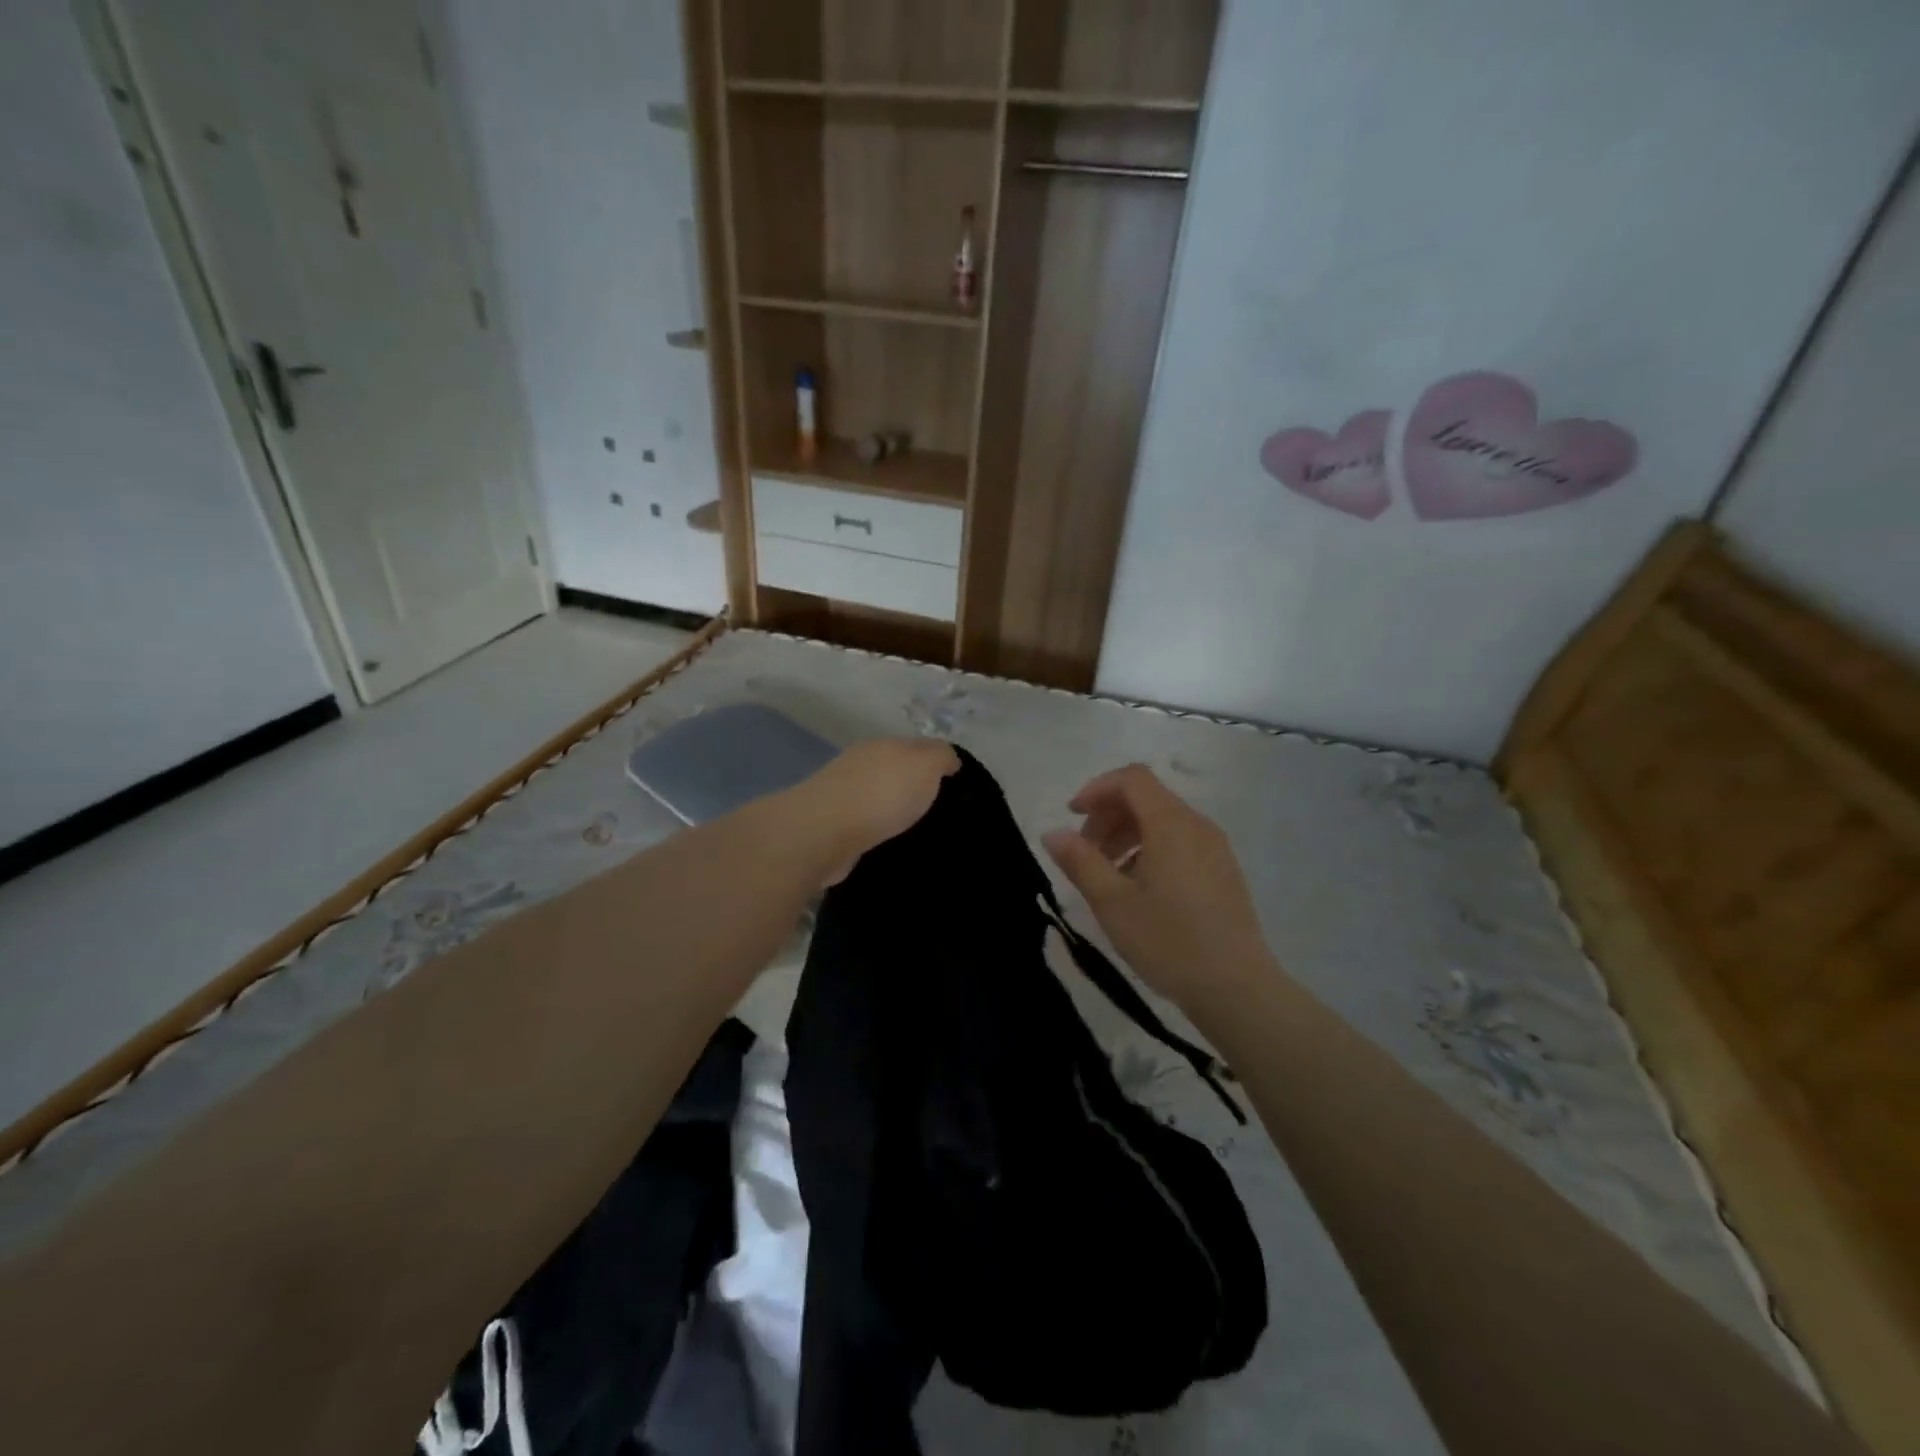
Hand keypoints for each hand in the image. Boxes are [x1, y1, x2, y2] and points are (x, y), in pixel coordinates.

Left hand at [778, 737, 959, 885]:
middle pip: (894, 770)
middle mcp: (861, 764)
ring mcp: (842, 794)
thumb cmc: (883, 793)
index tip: (956, 786)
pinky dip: (877, 830)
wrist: (825, 831)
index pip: (917, 747)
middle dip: (913, 786)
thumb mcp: (925, 765)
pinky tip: (889, 843)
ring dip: (893, 810)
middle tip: (939, 810)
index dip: (938, 763)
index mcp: (884, 745)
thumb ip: (941, 757)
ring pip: (877, 797)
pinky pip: (864, 824)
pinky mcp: (832, 826)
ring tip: (916, 831)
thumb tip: (950, 760)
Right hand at [1042, 764, 1279, 1009]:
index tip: (1072, 817)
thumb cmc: (1168, 940)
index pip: (1132, 779)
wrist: (1237, 989)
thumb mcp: (1112, 902)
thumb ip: (1080, 861)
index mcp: (1171, 824)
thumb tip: (1053, 833)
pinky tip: (1139, 889)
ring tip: (1108, 875)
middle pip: (1147, 798)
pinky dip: (1151, 849)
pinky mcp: (1224, 872)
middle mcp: (1197, 825)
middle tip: (1084, 853)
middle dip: (1109, 816)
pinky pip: (1181, 842)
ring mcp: (1216, 849)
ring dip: (1128, 835)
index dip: (1097, 789)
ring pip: (1164, 822)